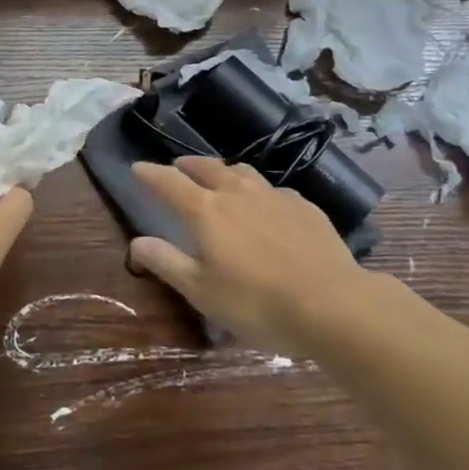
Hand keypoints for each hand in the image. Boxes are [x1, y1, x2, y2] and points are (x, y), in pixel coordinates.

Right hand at [128, 157, 374, 354]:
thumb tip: (135, 242)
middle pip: (206, 167)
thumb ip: (166, 262)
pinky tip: (266, 206)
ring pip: (241, 172)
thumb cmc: (257, 303)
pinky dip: (259, 192)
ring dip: (224, 171)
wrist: (333, 304)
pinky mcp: (304, 206)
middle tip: (177, 167)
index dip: (150, 173)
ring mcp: (273, 195)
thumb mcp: (202, 291)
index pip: (169, 182)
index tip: (137, 167)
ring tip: (220, 179)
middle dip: (186, 165)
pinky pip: (273, 190)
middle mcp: (236, 192)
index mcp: (206, 211)